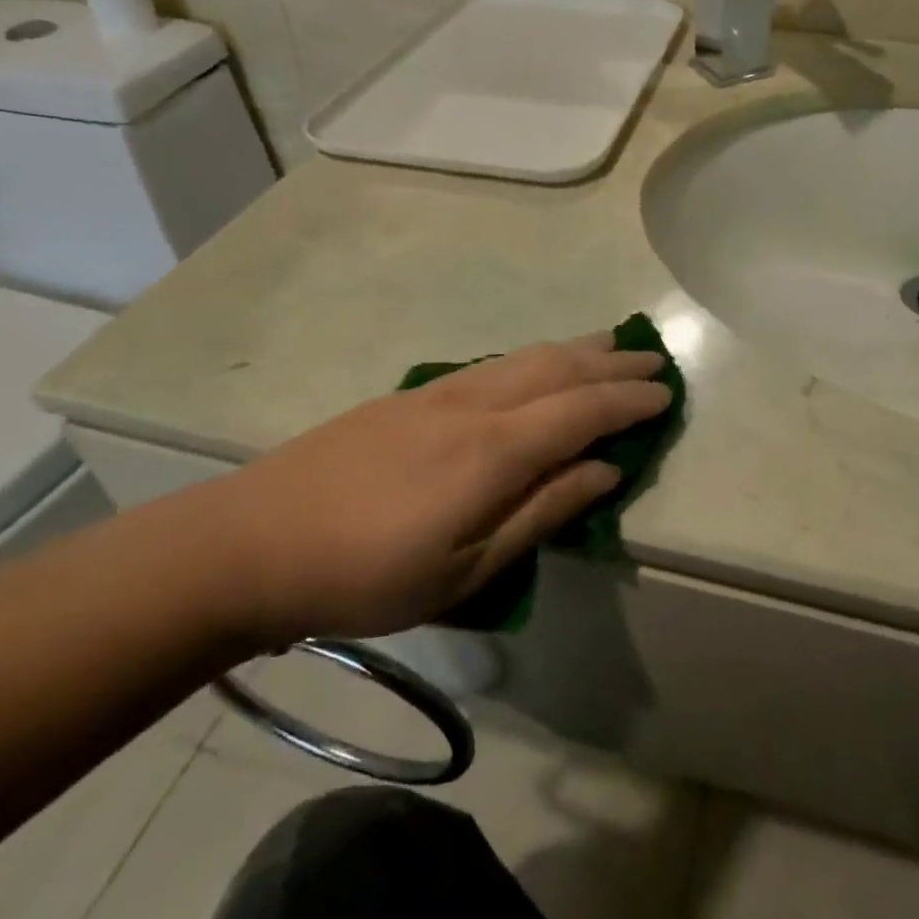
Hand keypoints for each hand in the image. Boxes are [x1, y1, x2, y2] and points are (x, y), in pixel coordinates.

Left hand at [194, 334, 670, 646]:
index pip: (582, 409)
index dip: (629, 400)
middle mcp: (475, 404)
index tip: (666, 395)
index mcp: (494, 449)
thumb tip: (605, 471)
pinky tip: (541, 364)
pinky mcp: (412, 395)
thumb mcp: (465, 569)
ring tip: (611, 343)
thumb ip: (542, 513)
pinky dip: (536, 356)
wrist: (252, 542)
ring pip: (525, 356)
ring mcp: (439, 392)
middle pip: (559, 367)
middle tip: (653, 356)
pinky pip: (494, 363)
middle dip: (612, 359)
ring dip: (576, 347)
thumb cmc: (367, 575)